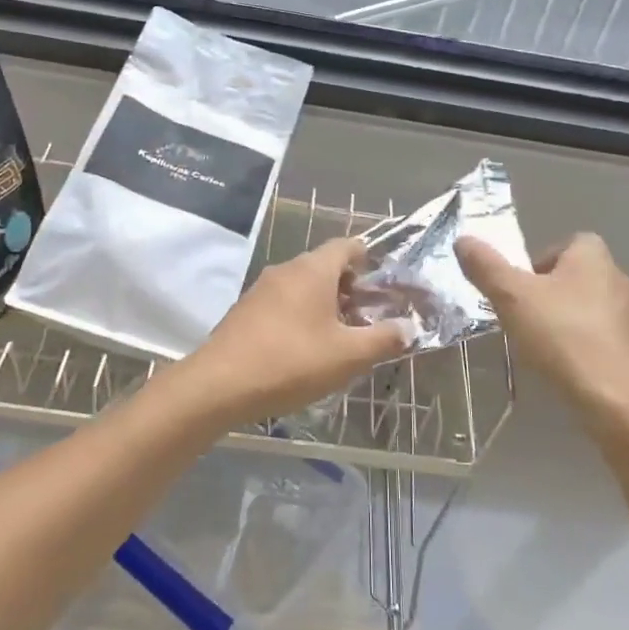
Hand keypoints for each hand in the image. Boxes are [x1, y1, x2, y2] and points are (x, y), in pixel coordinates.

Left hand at [178, 238, 413, 427]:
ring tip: (338, 337)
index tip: (382, 284)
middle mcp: (286, 269)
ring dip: (324, 303)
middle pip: (324, 266)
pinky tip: (303, 348)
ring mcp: (261, 288)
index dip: (368, 259)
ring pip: (302, 285)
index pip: (346, 245)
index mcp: (313, 269)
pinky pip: (282, 302)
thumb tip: (408, 328)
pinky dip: (299, 314)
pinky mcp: (245, 310)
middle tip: (366, 318)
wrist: (220, 384)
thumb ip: (383, 340)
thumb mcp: (347, 356)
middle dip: (349, 287)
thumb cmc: (291, 361)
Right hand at [456, 233, 628, 436]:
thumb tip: (463, 239)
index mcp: (593, 258)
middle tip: (524, 316)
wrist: (615, 401)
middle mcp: (619, 279)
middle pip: (576, 276)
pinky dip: (586, 347)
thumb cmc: (561, 337)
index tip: (520, 287)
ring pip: (591, 308)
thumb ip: (485, 266)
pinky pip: (605, 339)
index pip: (567, 243)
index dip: (540, 260)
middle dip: (550, 293)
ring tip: (543, 345)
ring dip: (568, 320)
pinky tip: (568, 368)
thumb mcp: (511, 297)